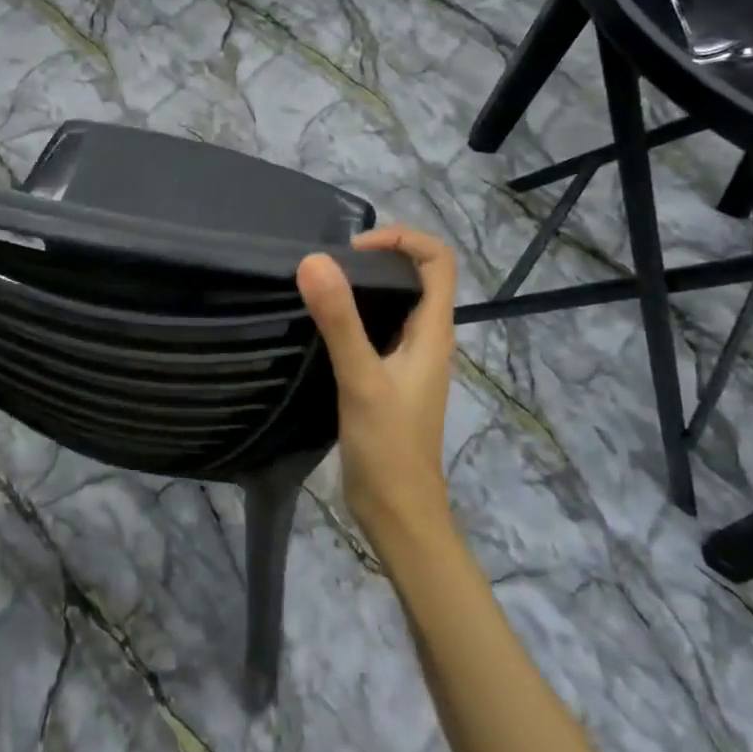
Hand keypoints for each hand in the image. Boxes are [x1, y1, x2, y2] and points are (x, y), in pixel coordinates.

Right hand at [297, 226, 458, 562]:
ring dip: (363, 287)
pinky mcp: (387, 380)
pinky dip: (353, 317)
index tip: (355, 249)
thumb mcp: (362, 379)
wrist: (397, 512)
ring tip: (320, 287)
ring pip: (394, 305)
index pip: (438, 260)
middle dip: (378, 258)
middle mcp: (426, 340)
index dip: (404, 239)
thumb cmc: (388, 446)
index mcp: (433, 332)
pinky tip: (320, 327)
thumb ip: (339, 321)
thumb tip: (314, 261)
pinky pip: (376, 332)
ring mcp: (407, 361)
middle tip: (329, 265)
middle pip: (416, 277)